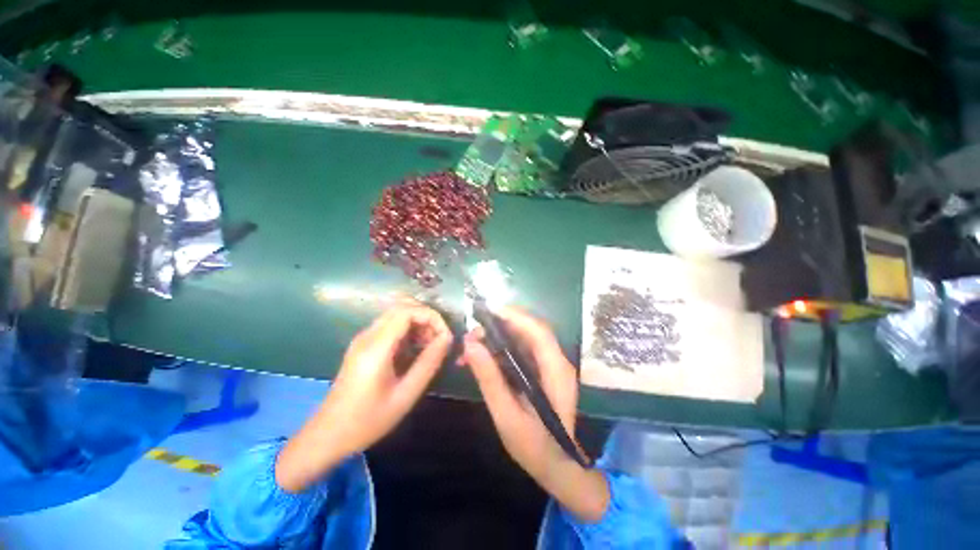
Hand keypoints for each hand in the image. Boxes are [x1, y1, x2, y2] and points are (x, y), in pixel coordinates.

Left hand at [276, 302, 451, 492]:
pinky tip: (415, 349)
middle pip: (402, 306)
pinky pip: (390, 325)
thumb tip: (447, 338)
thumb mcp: (405, 395)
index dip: (431, 316)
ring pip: (396, 313)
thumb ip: (429, 363)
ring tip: (430, 345)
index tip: (446, 335)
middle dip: (427, 317)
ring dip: (418, 322)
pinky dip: (408, 329)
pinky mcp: (364, 344)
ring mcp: (364, 338)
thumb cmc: (368, 420)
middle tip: (440, 339)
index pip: (407, 311)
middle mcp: (368, 335)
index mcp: (376, 347)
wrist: (328, 435)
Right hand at [461, 306, 609, 522]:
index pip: (538, 331)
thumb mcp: (506, 415)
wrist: (557, 466)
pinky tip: (483, 356)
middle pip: (531, 329)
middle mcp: (557, 361)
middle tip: (473, 332)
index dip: (514, 316)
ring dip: (498, 335)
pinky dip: (502, 347)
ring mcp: (551, 364)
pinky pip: (522, 348)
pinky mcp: (543, 368)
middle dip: (501, 324)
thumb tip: (469, 345)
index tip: (486, 311)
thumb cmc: (534, 446)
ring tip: (472, 344)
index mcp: (556, 371)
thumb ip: (489, 379)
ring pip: (524, 336)